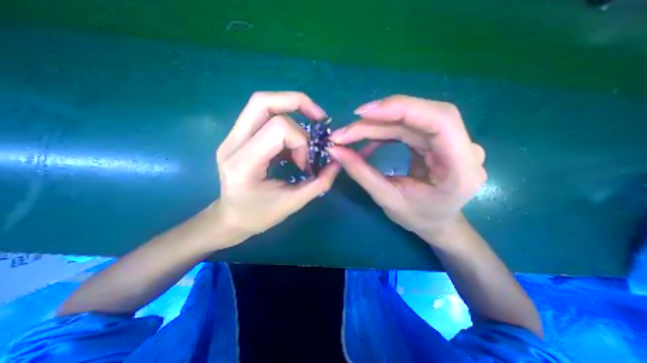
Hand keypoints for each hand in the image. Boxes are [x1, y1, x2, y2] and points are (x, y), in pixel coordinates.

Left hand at [215, 92, 340, 241]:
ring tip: (308, 129)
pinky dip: (285, 122)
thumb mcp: (293, 203)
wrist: (230, 218)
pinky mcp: (237, 136)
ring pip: (262, 103)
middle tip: (319, 118)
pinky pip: (262, 116)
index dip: (301, 141)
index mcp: (243, 163)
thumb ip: (319, 183)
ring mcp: (231, 137)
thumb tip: (337, 162)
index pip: (278, 129)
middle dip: (297, 103)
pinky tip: (293, 142)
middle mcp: (232, 143)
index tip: (306, 163)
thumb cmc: (258, 216)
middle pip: (263, 101)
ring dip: (291, 109)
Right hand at [330, 95, 484, 242]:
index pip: (440, 120)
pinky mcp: (438, 140)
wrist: (438, 222)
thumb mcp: (387, 198)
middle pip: (421, 115)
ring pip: (412, 119)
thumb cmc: (417, 217)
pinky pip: (409, 126)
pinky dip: (385, 129)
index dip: (400, 108)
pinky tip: (368, 139)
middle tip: (347, 130)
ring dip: (378, 124)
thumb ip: (361, 172)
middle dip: (379, 119)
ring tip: (351, 134)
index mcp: (461, 168)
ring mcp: (453, 141)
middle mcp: (463, 147)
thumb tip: (334, 149)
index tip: (362, 114)